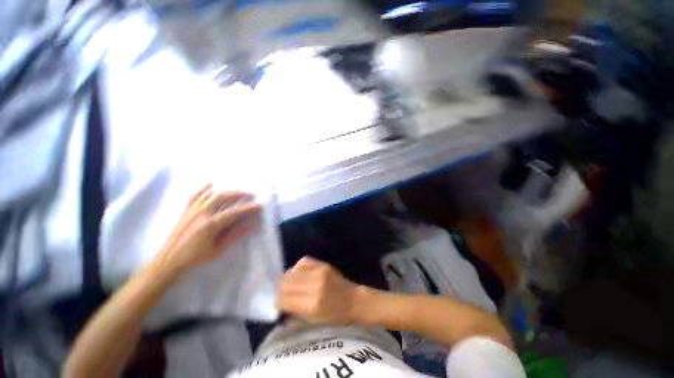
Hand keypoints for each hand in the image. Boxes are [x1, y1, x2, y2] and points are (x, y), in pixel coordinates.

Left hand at [154, 183, 261, 274]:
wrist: (168, 260)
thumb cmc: (195, 257)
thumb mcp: (218, 249)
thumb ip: (235, 234)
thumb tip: (252, 224)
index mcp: (211, 224)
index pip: (235, 211)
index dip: (249, 208)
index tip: (260, 205)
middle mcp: (202, 212)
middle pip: (224, 196)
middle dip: (240, 194)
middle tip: (251, 195)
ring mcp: (193, 209)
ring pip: (212, 193)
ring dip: (227, 190)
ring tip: (238, 191)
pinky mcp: (186, 210)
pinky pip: (196, 194)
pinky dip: (204, 188)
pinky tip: (212, 183)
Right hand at [278, 257, 360, 324]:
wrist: (354, 300)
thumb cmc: (335, 316)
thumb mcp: (314, 321)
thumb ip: (295, 311)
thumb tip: (279, 303)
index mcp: (312, 305)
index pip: (284, 299)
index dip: (277, 301)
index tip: (276, 303)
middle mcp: (314, 286)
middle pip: (286, 283)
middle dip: (279, 289)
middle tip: (280, 293)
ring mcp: (319, 273)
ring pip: (292, 272)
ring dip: (286, 279)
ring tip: (288, 284)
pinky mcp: (323, 265)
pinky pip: (303, 261)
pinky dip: (297, 268)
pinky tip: (298, 274)